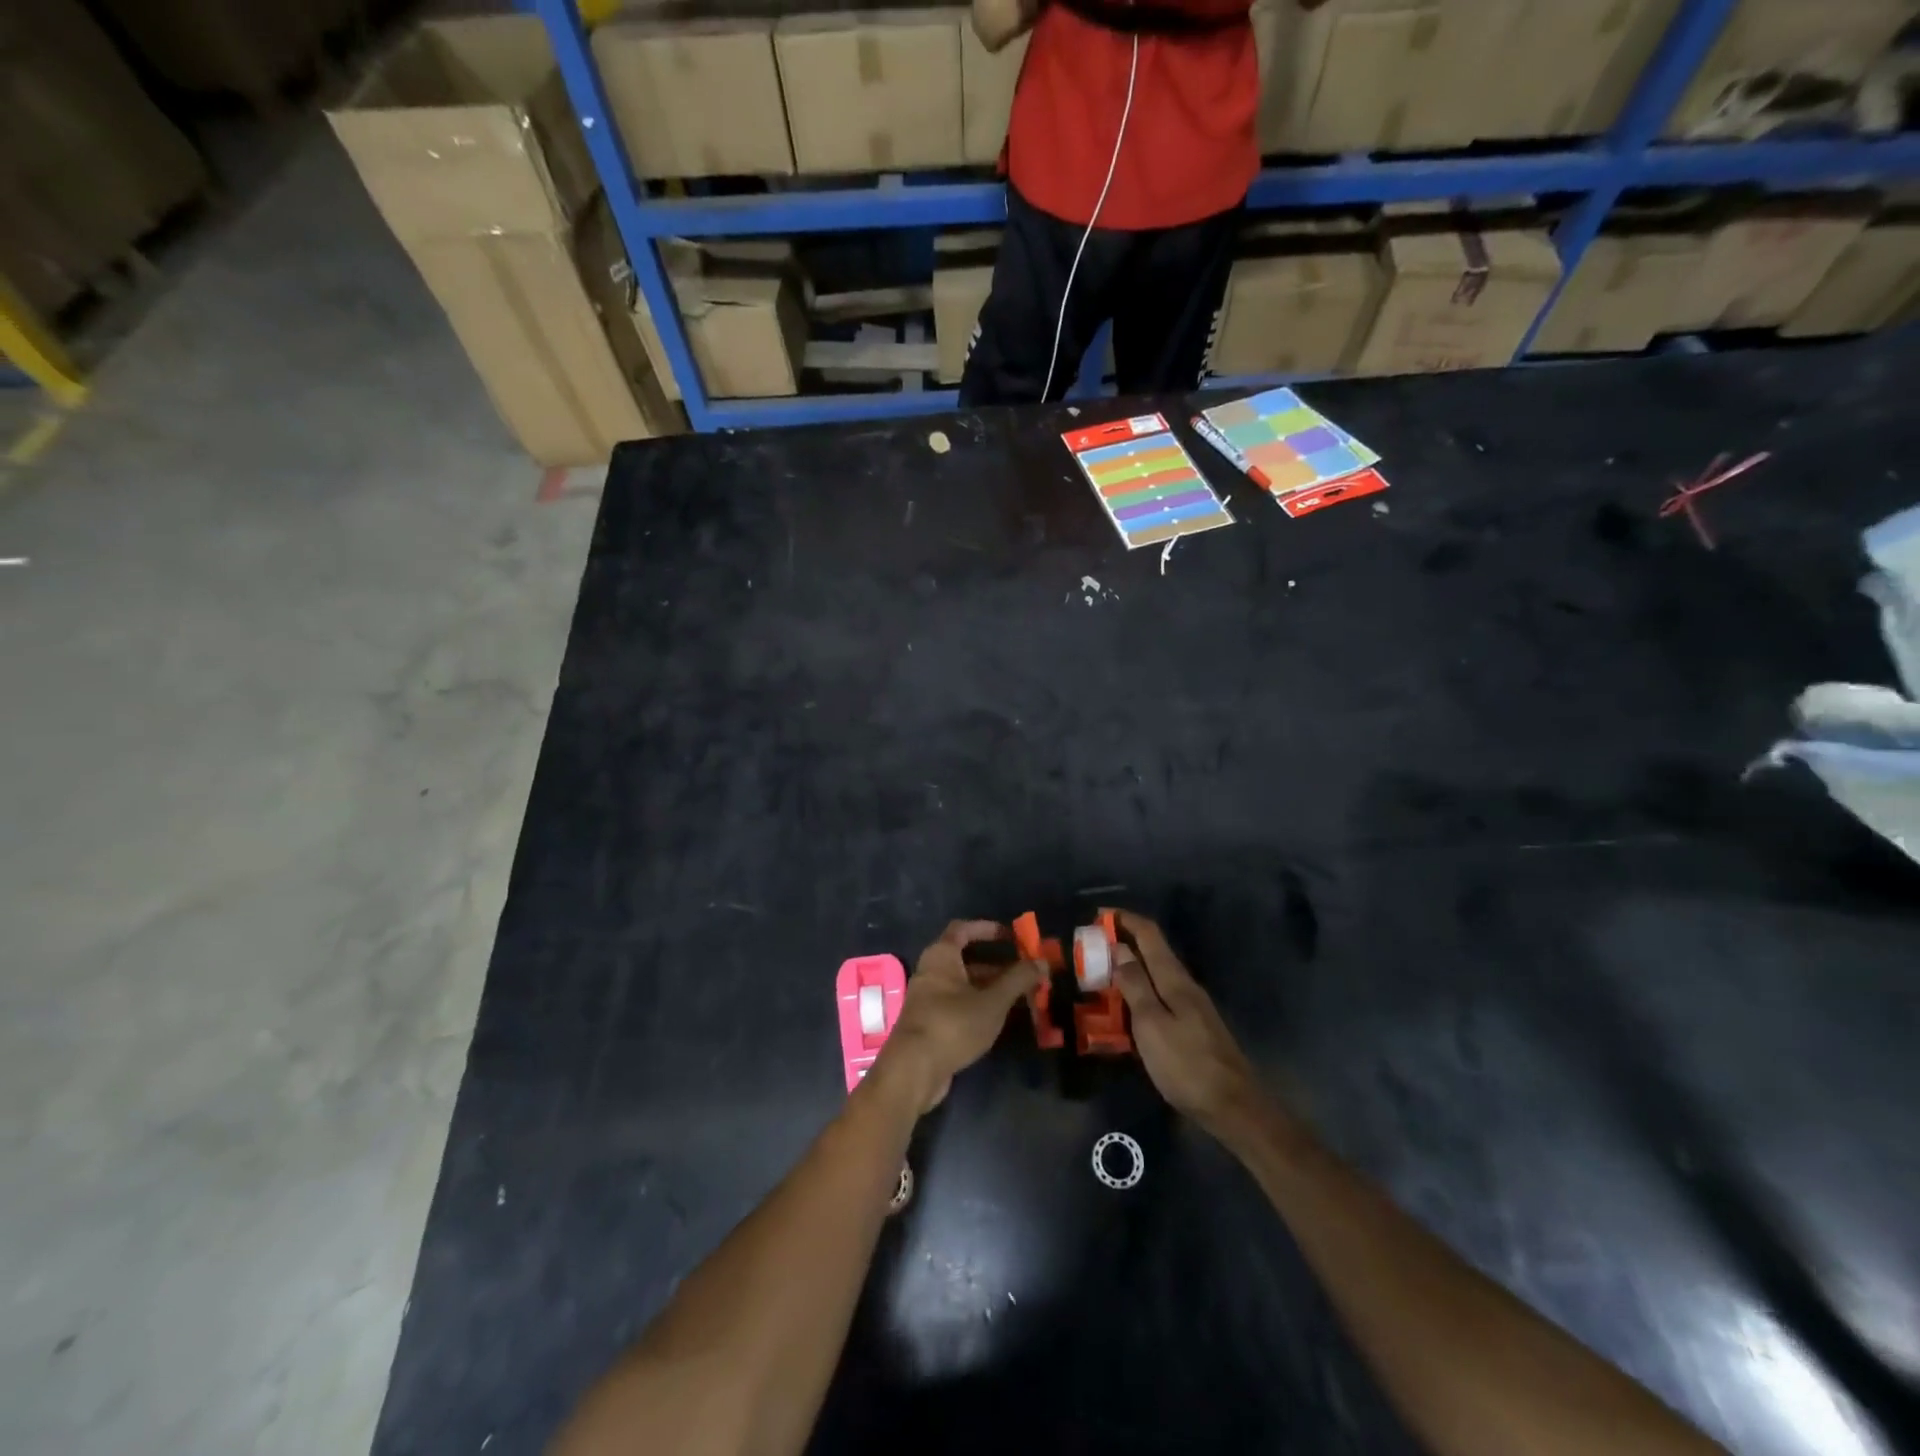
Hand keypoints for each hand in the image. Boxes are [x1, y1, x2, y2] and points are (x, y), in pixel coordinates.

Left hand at [874, 921, 1042, 1114]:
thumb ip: (1018, 980)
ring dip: (991, 987)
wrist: (913, 1070)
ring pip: (964, 985)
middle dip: (997, 965)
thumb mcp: (992, 1001)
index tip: (1012, 937)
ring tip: (1021, 998)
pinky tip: (999, 1019)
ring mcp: (928, 998)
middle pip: (966, 959)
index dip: (987, 929)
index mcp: (941, 956)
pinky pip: (958, 1004)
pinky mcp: (930, 1023)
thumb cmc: (953, 1024)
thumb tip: (1042, 962)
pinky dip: (979, 1005)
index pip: (963, 929)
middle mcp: (931, 972)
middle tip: (1025, 973)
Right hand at [1111, 911, 1264, 1137]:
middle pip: (1152, 952)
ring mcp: (1191, 1007)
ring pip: (1155, 975)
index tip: (1097, 915)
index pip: (1149, 934)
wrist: (1233, 1107)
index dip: (1125, 919)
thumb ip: (1135, 984)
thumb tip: (1119, 947)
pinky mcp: (1192, 1027)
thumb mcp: (1151, 1023)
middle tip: (1090, 950)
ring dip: (1129, 969)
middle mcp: (1184, 985)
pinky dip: (1138, 992)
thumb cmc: (1186, 1064)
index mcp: (1174, 979)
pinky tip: (1125, 1009)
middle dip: (1122, 943)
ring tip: (1100, 976)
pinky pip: (1159, 997)